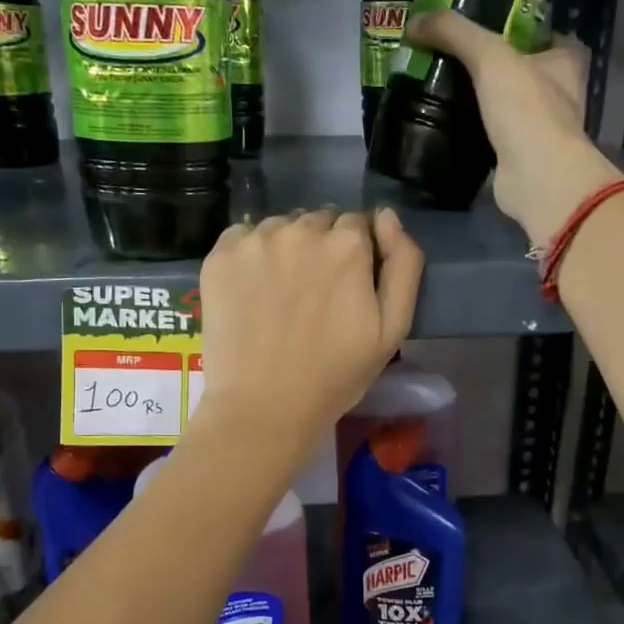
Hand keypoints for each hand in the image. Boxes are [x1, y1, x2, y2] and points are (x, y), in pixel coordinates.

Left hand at [194, 208, 423, 455]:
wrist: (263, 407)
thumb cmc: (335, 374)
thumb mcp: (393, 327)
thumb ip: (404, 263)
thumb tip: (387, 215)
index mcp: (347, 243)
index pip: (357, 224)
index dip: (356, 253)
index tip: (347, 286)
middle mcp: (301, 229)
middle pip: (318, 221)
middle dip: (321, 246)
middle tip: (314, 293)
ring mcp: (255, 240)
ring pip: (280, 227)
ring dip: (286, 247)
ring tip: (281, 293)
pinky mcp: (219, 256)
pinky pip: (242, 237)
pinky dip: (250, 254)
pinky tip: (251, 290)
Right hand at [405, 11, 621, 245]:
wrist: (536, 178)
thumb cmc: (526, 108)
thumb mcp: (489, 56)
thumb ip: (454, 32)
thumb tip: (413, 22)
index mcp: (566, 61)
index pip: (546, 34)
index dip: (518, 28)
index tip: (484, 27)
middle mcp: (561, 94)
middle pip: (524, 70)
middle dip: (494, 66)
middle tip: (453, 58)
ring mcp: (542, 129)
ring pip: (509, 105)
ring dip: (483, 100)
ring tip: (444, 88)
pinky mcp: (522, 157)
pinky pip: (496, 136)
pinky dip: (476, 131)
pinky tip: (450, 124)